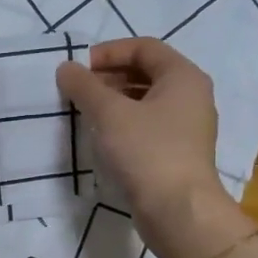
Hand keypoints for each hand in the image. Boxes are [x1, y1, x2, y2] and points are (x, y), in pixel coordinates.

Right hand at [56, 38, 245, 257]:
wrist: (177, 210)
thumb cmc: (146, 151)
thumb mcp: (109, 114)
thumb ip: (84, 86)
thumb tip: (66, 68)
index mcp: (183, 76)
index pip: (144, 47)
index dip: (108, 52)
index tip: (78, 68)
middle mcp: (191, 96)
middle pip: (146, 72)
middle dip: (109, 77)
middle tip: (77, 90)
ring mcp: (187, 127)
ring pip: (145, 101)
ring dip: (113, 101)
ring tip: (84, 113)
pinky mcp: (177, 153)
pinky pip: (147, 125)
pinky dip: (123, 123)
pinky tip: (101, 137)